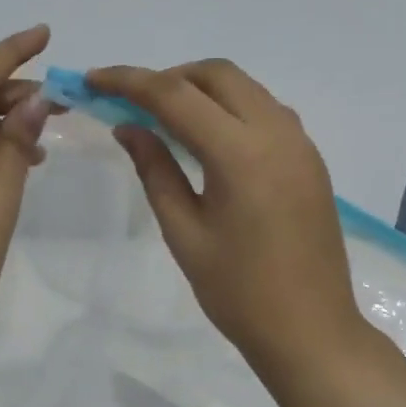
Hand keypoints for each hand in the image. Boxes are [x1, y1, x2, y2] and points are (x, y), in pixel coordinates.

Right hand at [87, 60, 364, 370]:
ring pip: (245, 88)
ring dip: (202, 89)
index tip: (93, 79)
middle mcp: (276, 132)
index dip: (129, 81)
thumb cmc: (239, 293)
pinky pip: (266, 111)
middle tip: (133, 105)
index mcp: (240, 154)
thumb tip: (128, 127)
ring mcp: (300, 143)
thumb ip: (155, 170)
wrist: (312, 332)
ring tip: (166, 120)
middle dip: (169, 77)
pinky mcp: (310, 158)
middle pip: (217, 75)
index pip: (175, 95)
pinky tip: (210, 140)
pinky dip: (231, 108)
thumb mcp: (185, 233)